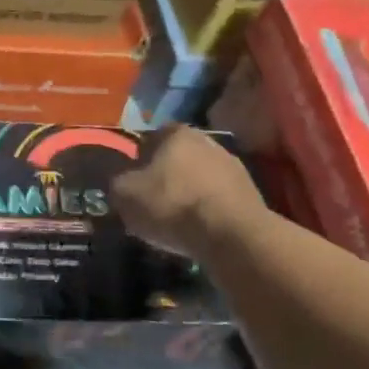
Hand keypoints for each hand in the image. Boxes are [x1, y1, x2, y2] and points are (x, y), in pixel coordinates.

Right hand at [109, 124, 264, 258]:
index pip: (153, 137)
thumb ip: (117, 183)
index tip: (134, 182)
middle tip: (152, 201)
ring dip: (189, 194)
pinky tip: (199, 230)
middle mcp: (209, 141)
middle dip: (166, 176)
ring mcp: (235, 167)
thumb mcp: (125, 194)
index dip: (140, 159)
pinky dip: (208, 211)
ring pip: (201, 178)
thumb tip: (122, 183)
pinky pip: (219, 199)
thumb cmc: (172, 205)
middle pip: (179, 157)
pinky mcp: (251, 194)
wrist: (232, 235)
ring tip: (176, 221)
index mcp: (178, 133)